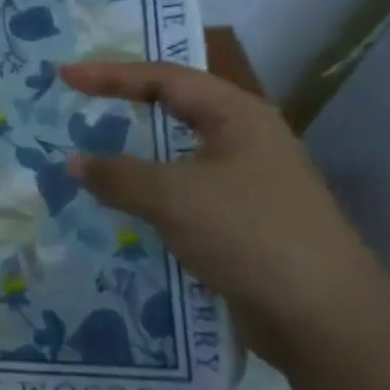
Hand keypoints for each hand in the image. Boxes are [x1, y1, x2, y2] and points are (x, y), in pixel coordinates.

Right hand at [60, 61, 389, 371]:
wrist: (323, 316)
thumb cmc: (249, 234)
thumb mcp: (173, 197)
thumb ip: (118, 175)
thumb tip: (74, 161)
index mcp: (237, 115)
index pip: (165, 79)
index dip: (111, 74)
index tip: (66, 75)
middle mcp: (245, 139)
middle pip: (175, 108)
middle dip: (125, 104)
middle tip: (80, 103)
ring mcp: (246, 181)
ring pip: (178, 154)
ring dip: (135, 153)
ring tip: (93, 152)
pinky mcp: (241, 220)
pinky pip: (183, 191)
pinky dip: (149, 190)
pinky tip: (124, 205)